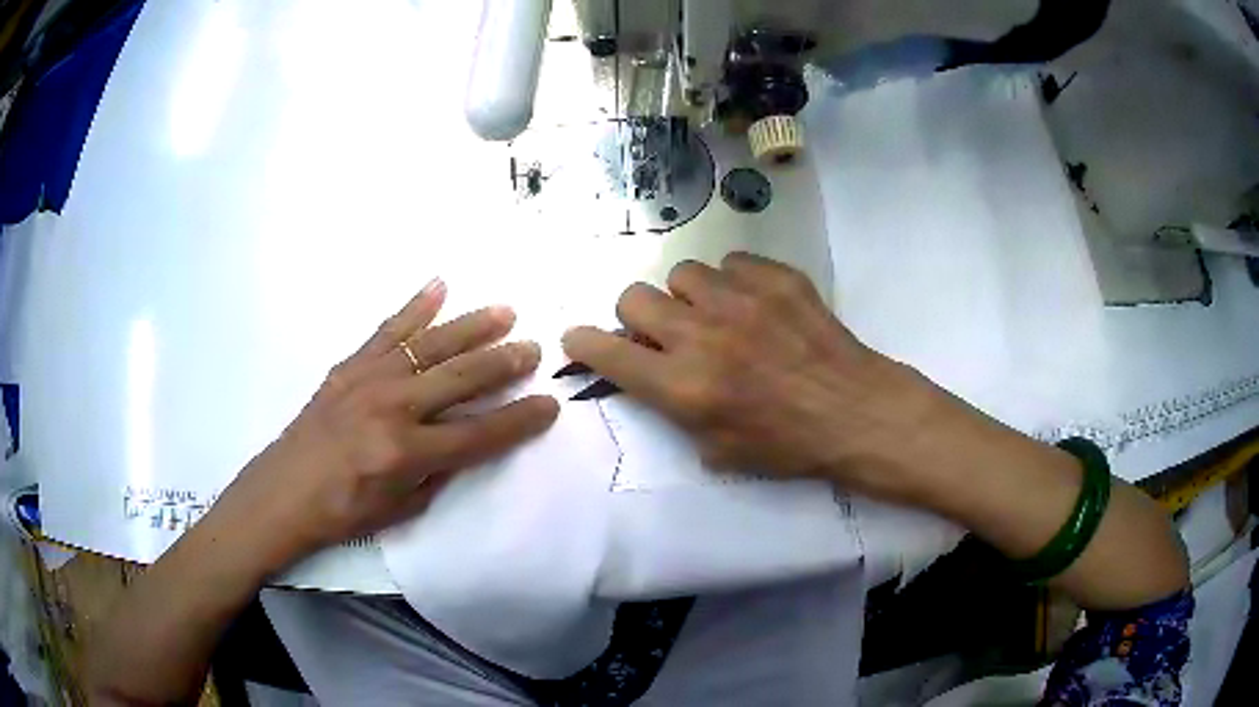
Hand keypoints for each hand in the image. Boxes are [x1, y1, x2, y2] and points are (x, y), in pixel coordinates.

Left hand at [220, 279, 559, 565]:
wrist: (283, 492)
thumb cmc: (343, 511)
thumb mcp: (401, 509)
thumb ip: (439, 472)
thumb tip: (467, 441)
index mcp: (405, 453)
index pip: (478, 434)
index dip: (518, 421)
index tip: (549, 405)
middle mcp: (391, 408)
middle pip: (460, 379)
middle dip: (504, 363)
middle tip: (535, 348)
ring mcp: (368, 380)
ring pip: (431, 345)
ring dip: (471, 327)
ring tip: (505, 311)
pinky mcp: (349, 366)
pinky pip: (388, 331)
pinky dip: (415, 307)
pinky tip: (439, 286)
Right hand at [562, 253, 952, 500]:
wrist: (855, 412)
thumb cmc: (788, 444)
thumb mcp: (718, 450)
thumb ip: (674, 410)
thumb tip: (652, 375)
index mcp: (684, 387)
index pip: (608, 353)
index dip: (585, 343)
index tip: (582, 341)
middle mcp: (703, 335)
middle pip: (634, 296)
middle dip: (639, 317)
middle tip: (665, 332)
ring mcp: (741, 299)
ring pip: (682, 273)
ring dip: (688, 297)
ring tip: (718, 315)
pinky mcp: (776, 277)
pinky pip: (731, 262)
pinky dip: (733, 282)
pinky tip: (756, 305)